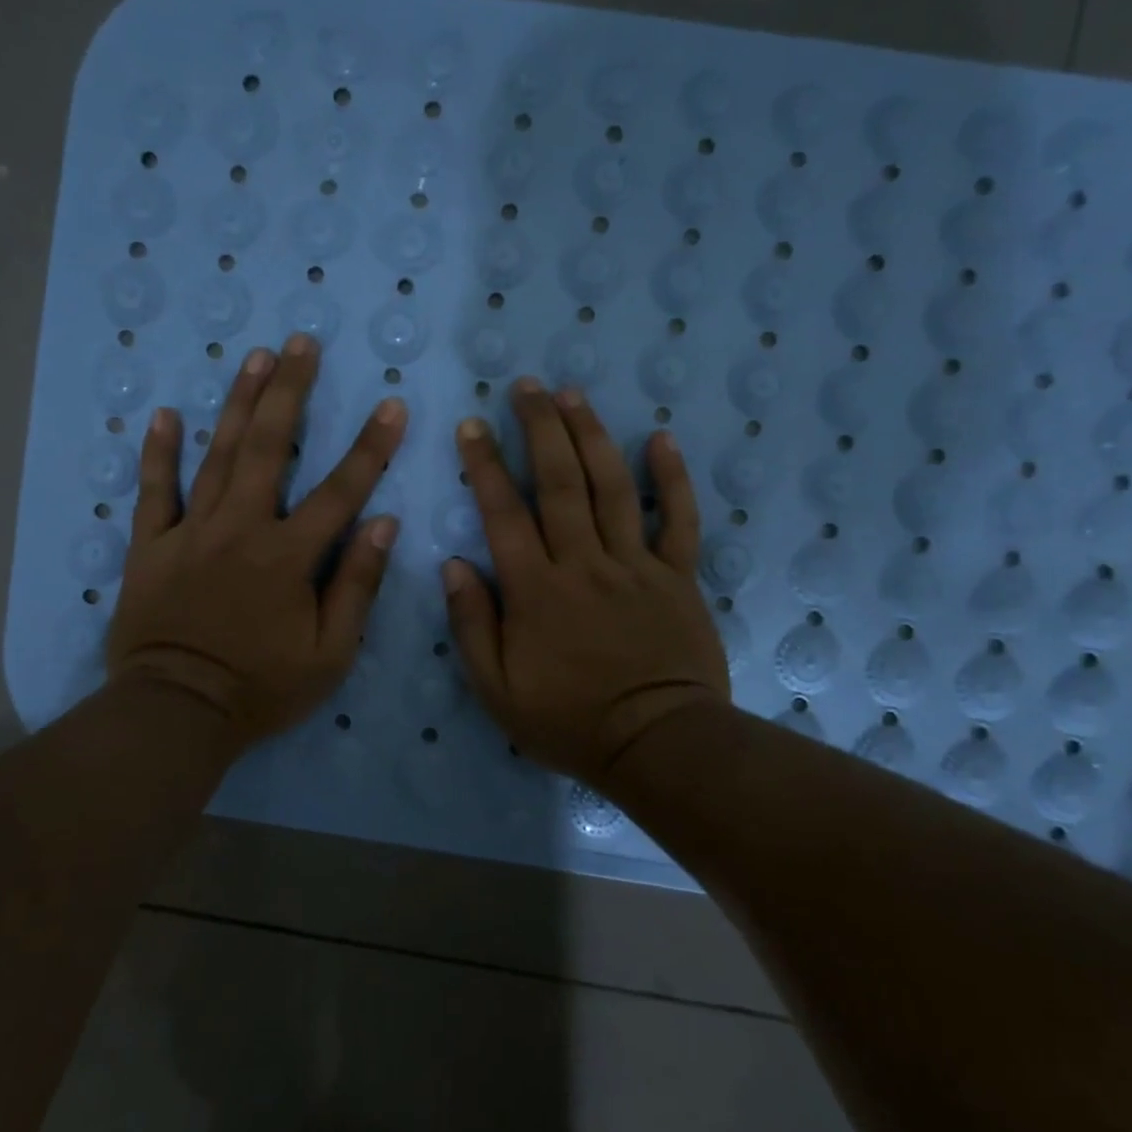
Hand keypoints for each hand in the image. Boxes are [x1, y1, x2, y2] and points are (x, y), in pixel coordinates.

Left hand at [106, 334, 406, 751]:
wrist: (177, 712)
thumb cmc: (262, 688)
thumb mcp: (330, 653)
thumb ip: (357, 585)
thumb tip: (384, 525)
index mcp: (288, 556)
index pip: (341, 491)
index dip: (370, 447)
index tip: (390, 404)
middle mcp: (241, 528)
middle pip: (268, 447)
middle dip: (290, 391)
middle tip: (301, 343)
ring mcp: (191, 532)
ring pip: (217, 455)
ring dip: (237, 403)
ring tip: (255, 357)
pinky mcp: (150, 547)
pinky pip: (154, 492)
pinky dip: (158, 453)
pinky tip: (164, 414)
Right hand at [442, 379, 729, 788]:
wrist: (656, 745)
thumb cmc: (569, 722)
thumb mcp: (497, 690)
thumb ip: (472, 625)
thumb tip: (453, 565)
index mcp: (536, 590)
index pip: (503, 513)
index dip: (485, 465)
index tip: (472, 425)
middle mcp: (583, 563)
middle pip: (559, 482)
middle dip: (539, 428)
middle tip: (526, 387)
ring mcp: (635, 565)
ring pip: (611, 487)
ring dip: (591, 436)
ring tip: (573, 395)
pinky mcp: (677, 576)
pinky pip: (678, 520)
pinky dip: (671, 478)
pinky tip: (661, 438)